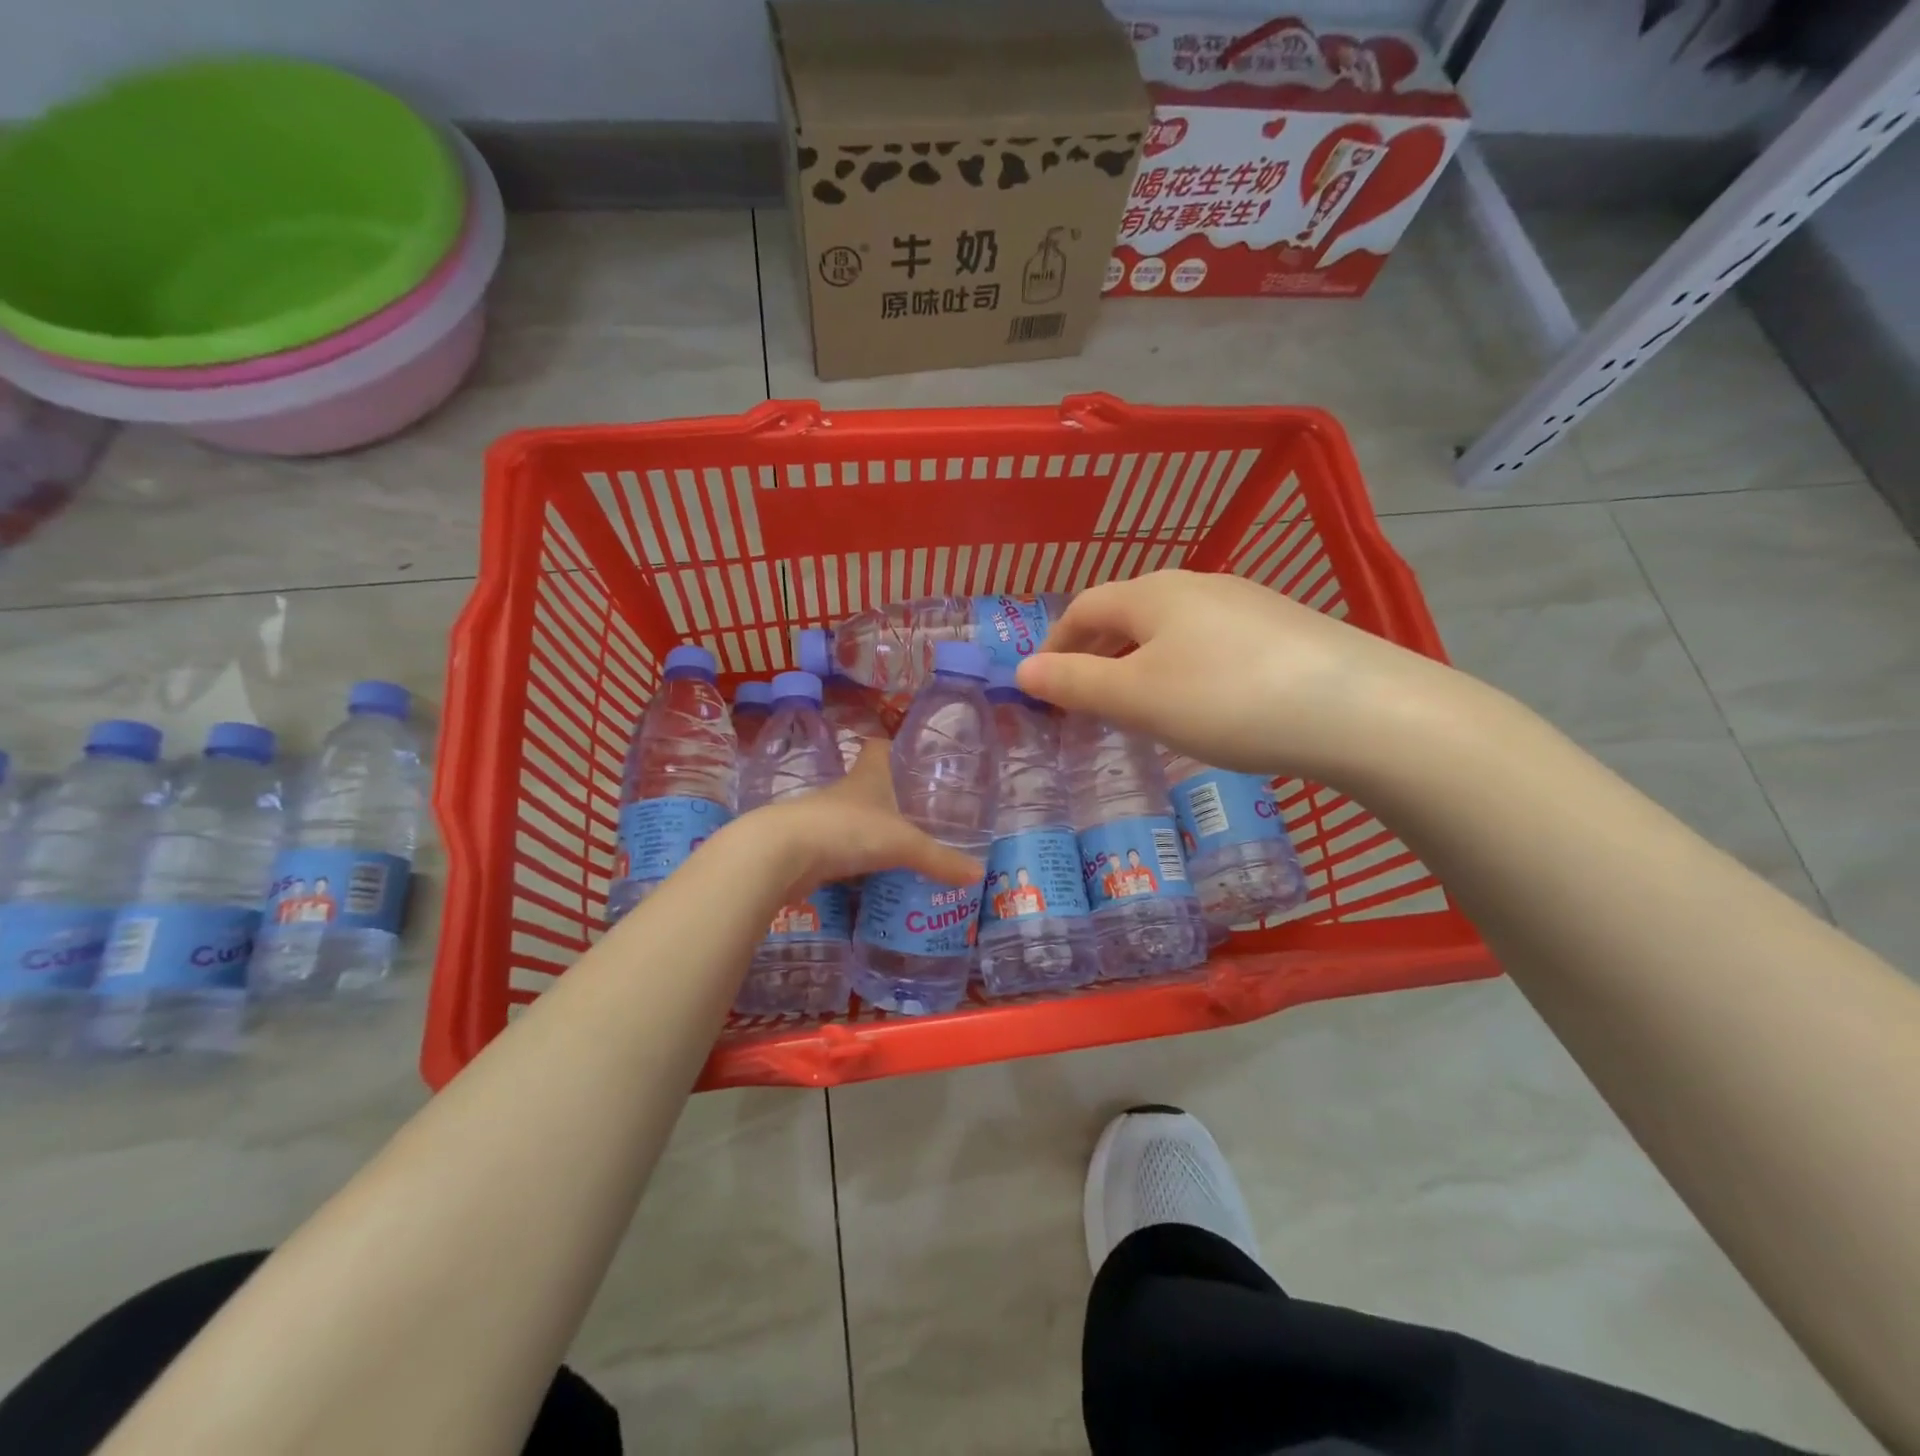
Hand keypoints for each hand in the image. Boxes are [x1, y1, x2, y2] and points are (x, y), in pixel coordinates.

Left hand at [744, 743, 982, 903]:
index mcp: (867, 776)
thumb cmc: (847, 830)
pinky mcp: (809, 847)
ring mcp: (823, 818)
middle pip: (869, 783)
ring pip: (853, 817)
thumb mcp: (903, 844)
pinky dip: (854, 857)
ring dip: (871, 827)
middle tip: (922, 810)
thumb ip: (940, 859)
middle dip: (891, 794)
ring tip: (901, 844)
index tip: (914, 757)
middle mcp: (844, 791)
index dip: (896, 747)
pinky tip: (871, 873)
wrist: (782, 854)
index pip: (880, 748)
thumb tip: (977, 874)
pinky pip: (840, 848)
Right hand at [1014, 570, 1459, 782]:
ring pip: (1170, 627)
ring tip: (1137, 704)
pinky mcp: (1282, 627)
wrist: (1358, 708)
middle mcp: (1196, 584)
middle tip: (1084, 700)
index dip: (1054, 644)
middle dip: (1095, 653)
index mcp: (1152, 593)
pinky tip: (1202, 700)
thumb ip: (1075, 683)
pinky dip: (1182, 666)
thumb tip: (1021, 670)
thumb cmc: (1226, 700)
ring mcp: (1244, 602)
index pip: (1083, 608)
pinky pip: (1209, 641)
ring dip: (1139, 660)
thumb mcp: (1137, 698)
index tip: (1042, 686)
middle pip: (1126, 613)